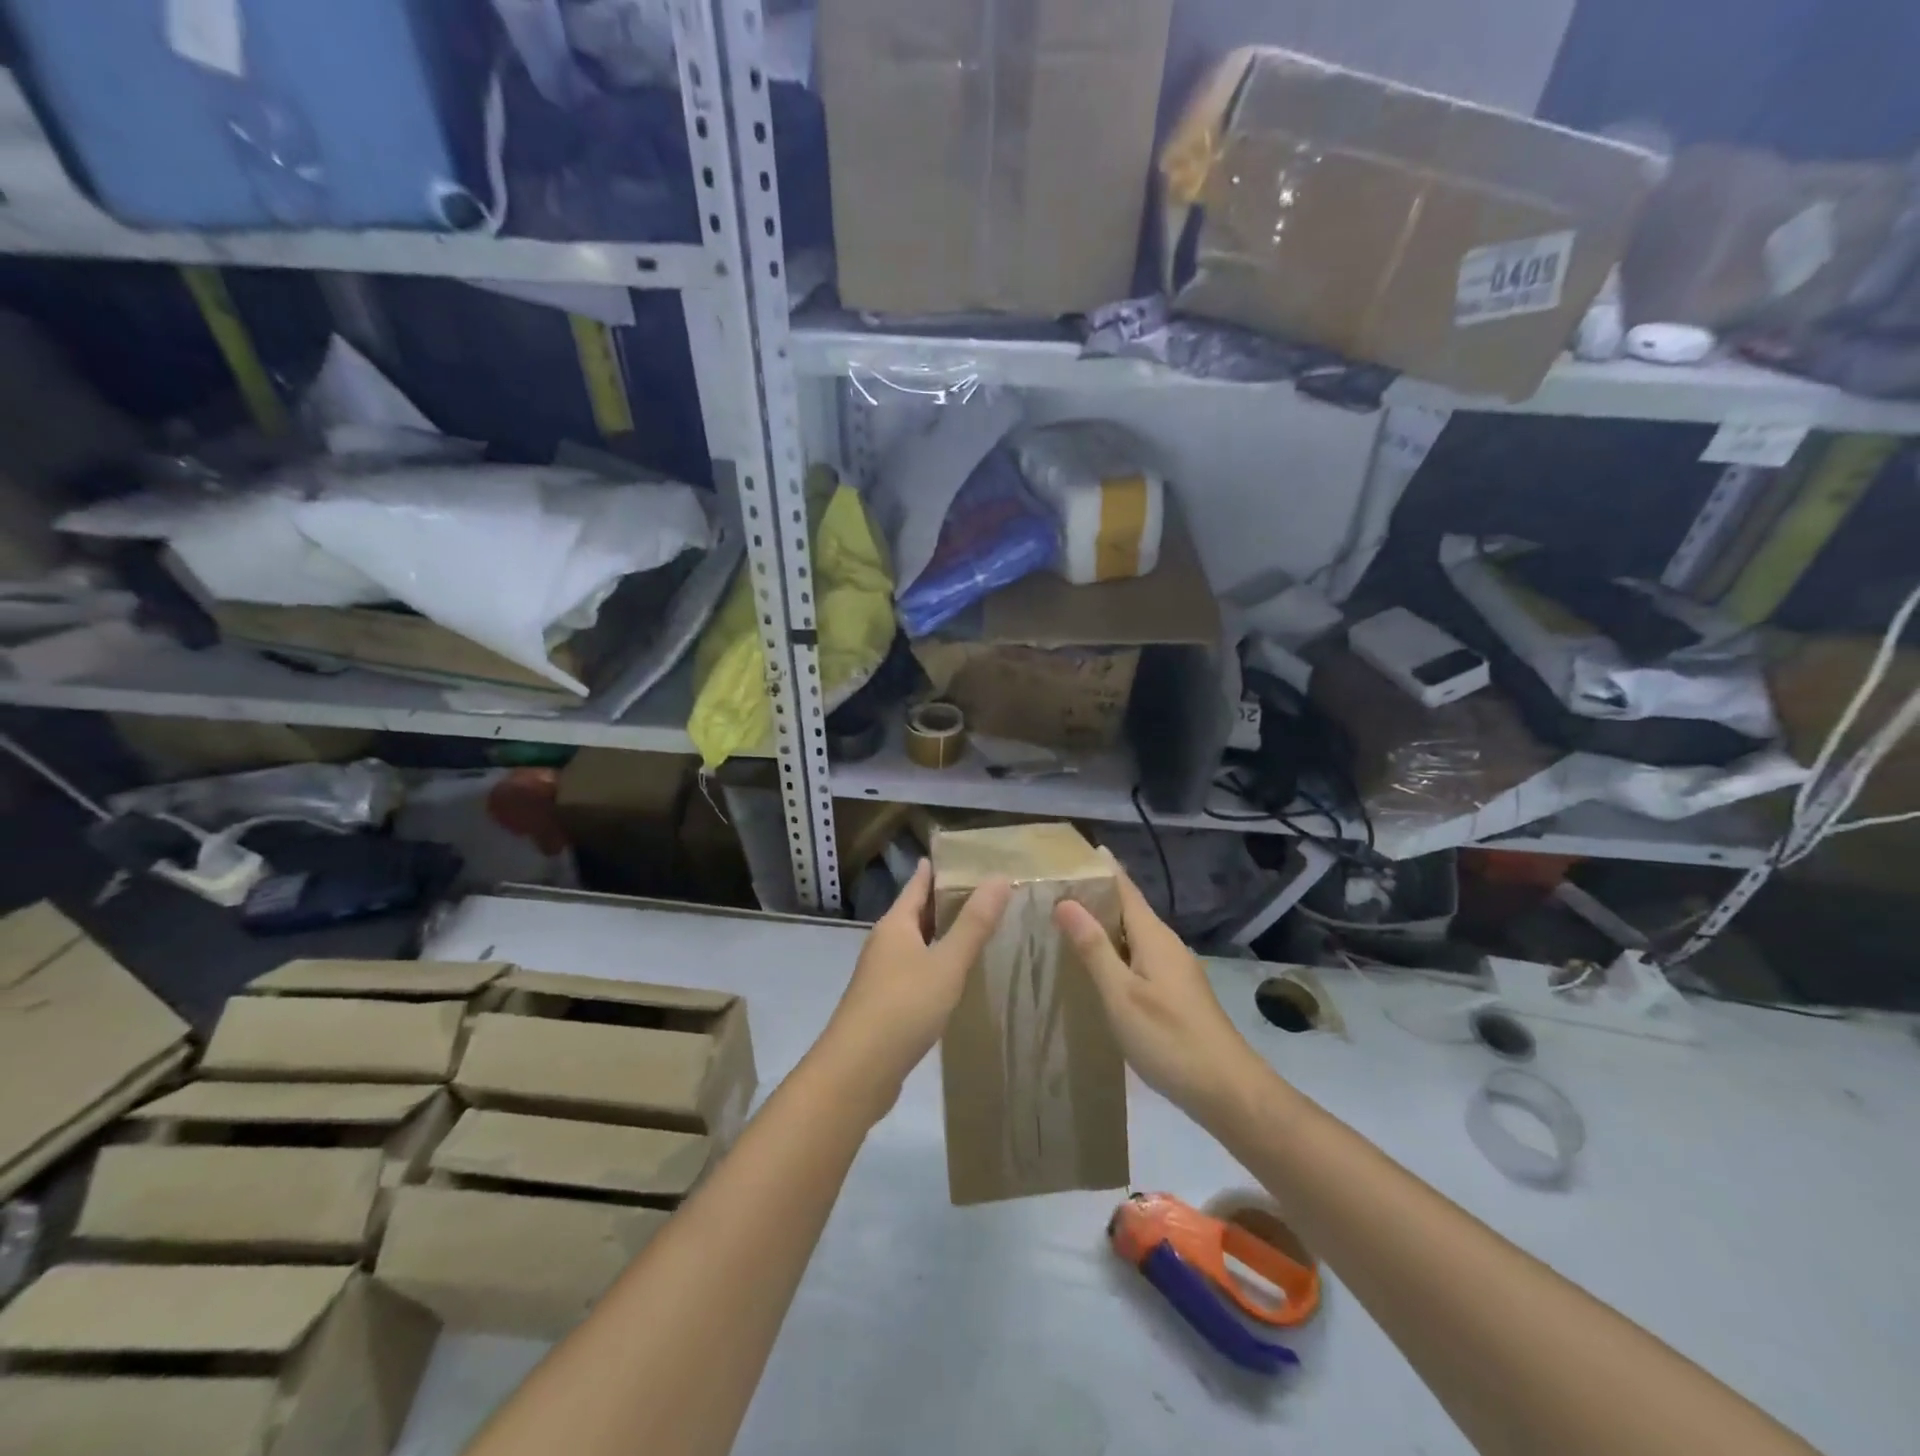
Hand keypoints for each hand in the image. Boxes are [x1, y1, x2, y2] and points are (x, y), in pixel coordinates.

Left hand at [818, 859, 1010, 1115]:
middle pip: (916, 912)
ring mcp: (881, 975)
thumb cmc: (903, 1007)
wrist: (857, 1070)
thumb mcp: (947, 963)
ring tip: (974, 929)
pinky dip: (935, 964)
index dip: (936, 869)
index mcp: (896, 925)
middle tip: (981, 890)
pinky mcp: (885, 1004)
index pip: (917, 885)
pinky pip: (914, 971)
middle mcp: (885, 943)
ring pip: (915, 943)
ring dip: (940, 934)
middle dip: (943, 901)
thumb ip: (974, 923)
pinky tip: (953, 976)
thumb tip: (999, 877)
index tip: (960, 856)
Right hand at [1055, 870, 1266, 1123]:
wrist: (1227, 1091)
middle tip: (1053, 887)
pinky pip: (1138, 956)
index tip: (1072, 850)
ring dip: (1103, 924)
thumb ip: (1093, 948)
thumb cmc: (1169, 1038)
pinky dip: (1114, 950)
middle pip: (1128, 908)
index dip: (1101, 867)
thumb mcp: (1121, 994)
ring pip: (1132, 934)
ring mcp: (1174, 969)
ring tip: (1065, 921)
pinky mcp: (1175, 992)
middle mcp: (1166, 944)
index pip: (1124, 887)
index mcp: (1154, 936)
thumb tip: (1065, 901)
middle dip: (1095, 894)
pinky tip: (1096, 966)